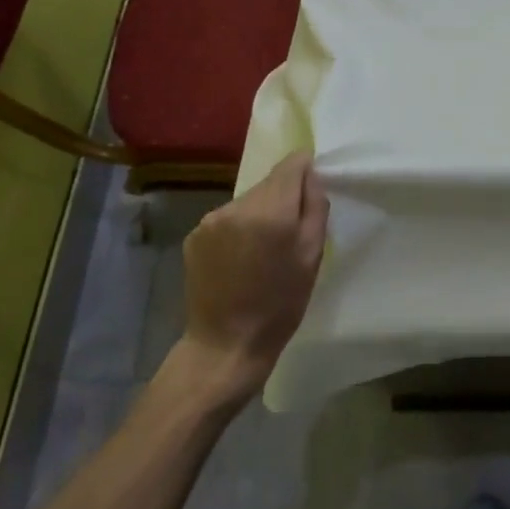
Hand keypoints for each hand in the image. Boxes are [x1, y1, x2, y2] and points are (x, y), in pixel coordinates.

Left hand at [172, 152, 329, 397]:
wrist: (226, 345)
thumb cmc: (280, 304)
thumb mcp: (312, 256)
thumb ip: (315, 208)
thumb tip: (311, 176)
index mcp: (270, 211)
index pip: (291, 164)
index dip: (305, 170)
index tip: (312, 190)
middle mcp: (237, 207)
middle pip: (269, 183)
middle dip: (283, 198)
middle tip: (290, 233)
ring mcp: (210, 220)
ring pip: (248, 201)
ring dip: (260, 214)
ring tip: (264, 251)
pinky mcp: (194, 236)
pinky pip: (227, 219)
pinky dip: (238, 229)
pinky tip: (240, 259)